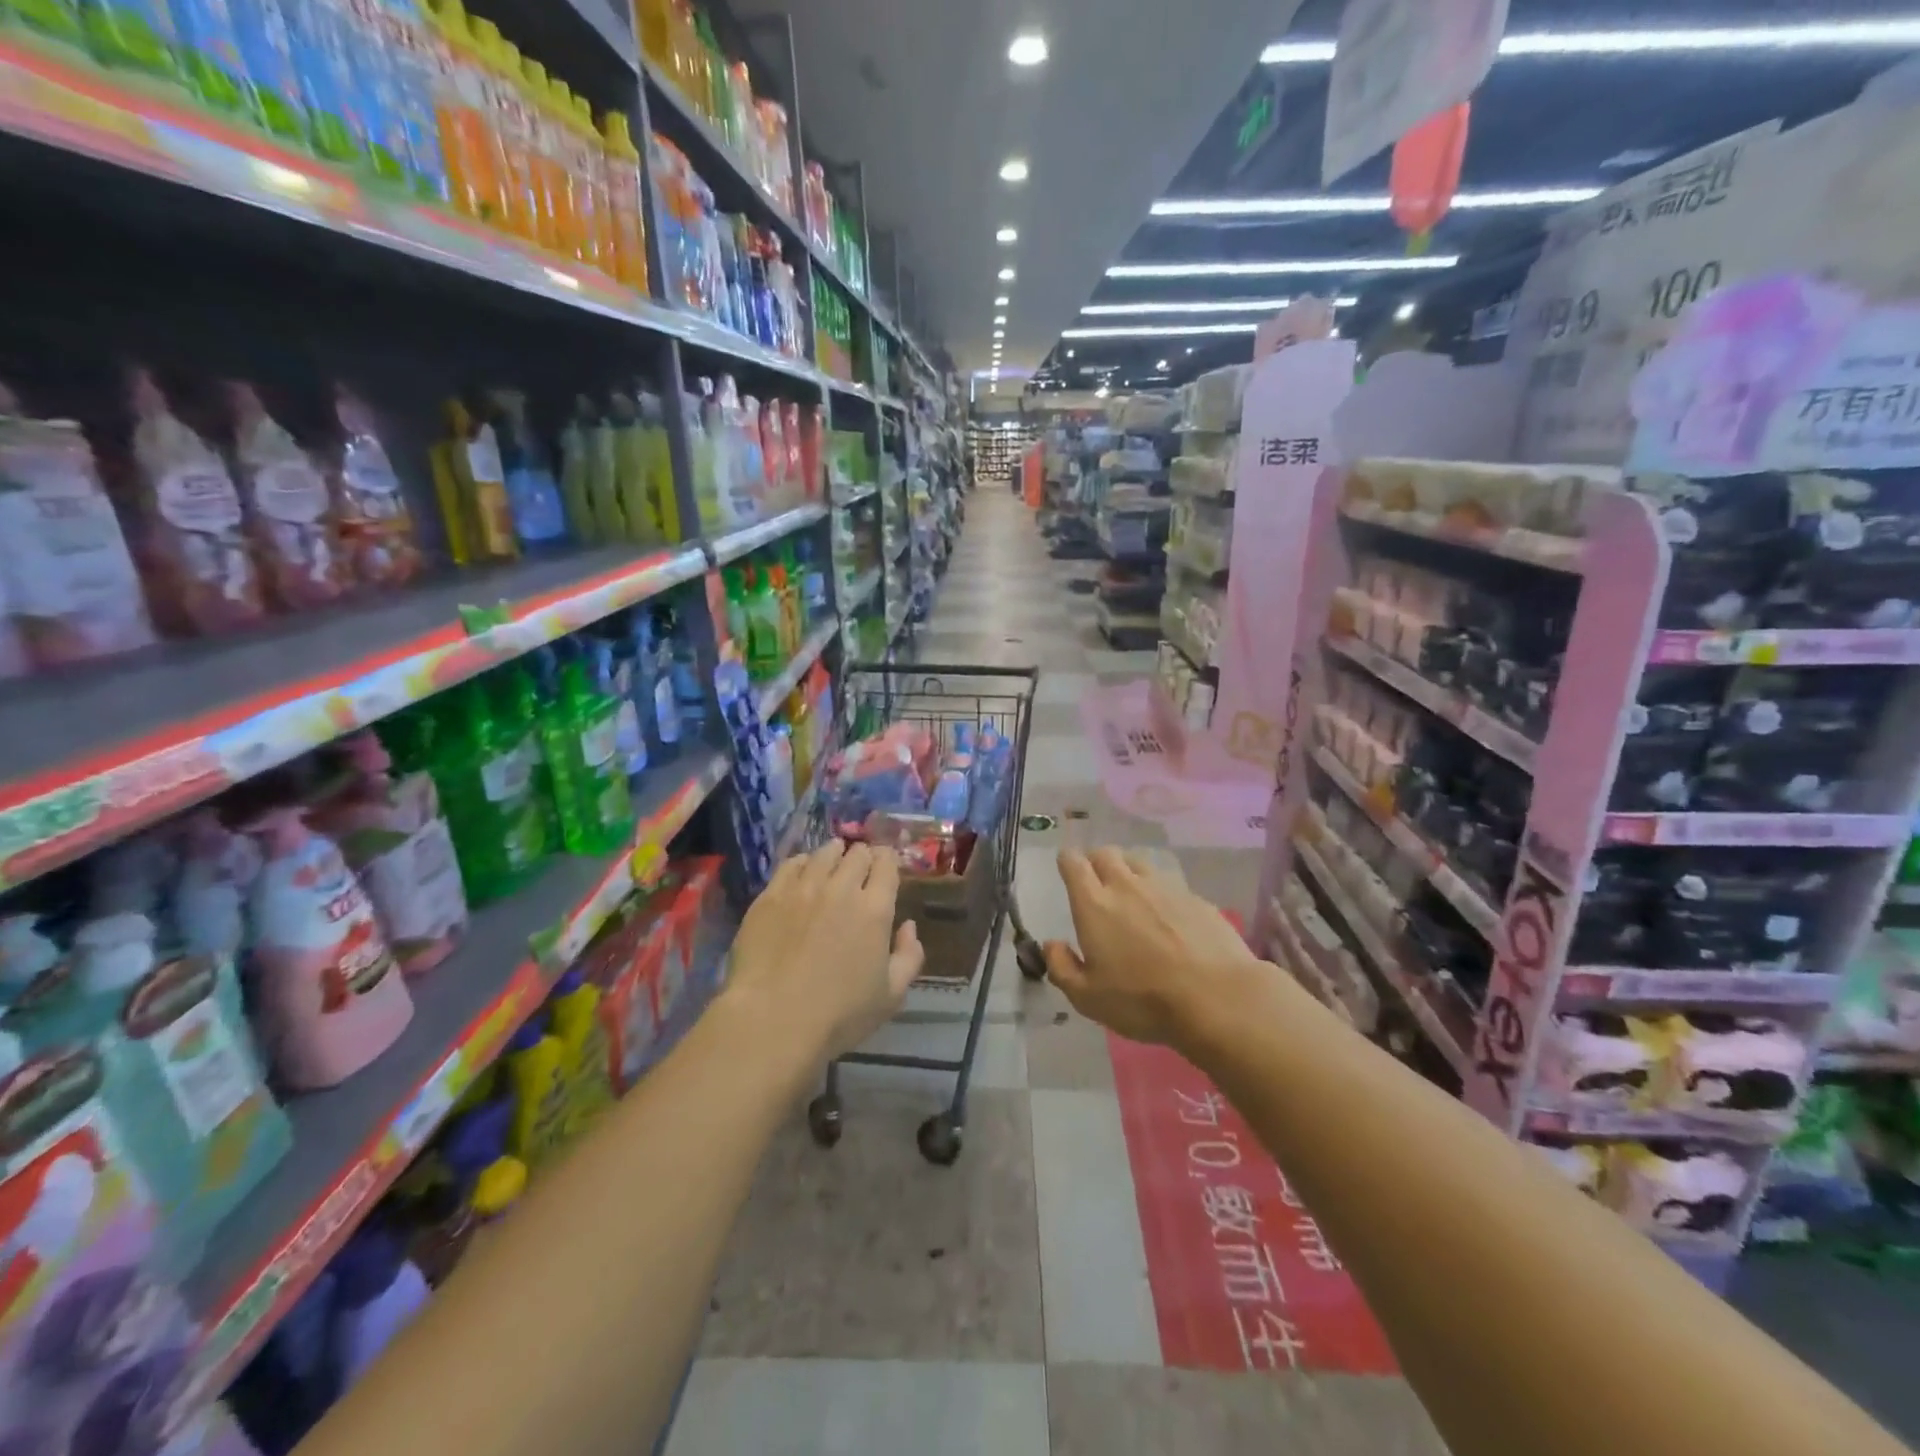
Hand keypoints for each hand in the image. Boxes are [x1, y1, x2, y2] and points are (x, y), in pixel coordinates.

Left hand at [725, 840, 924, 1063]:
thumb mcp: (891, 997)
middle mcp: (842, 888)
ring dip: (835, 854)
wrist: (772, 1021)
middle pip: (857, 854)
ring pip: (824, 853)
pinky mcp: (770, 896)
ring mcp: (803, 888)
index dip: (888, 860)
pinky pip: (792, 864)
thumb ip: (909, 957)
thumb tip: (908, 927)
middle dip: (864, 856)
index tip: (886, 867)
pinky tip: (803, 871)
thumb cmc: (838, 1015)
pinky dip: (804, 862)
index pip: (887, 864)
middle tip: (861, 868)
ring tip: (834, 860)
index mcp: (875, 910)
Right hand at [1045, 847, 1262, 1047]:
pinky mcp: (1195, 898)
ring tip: (1131, 896)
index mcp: (1094, 904)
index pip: (1073, 863)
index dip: (1067, 861)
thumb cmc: (1143, 1000)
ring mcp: (1165, 888)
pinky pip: (1169, 884)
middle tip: (1096, 884)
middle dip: (1096, 861)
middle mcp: (1127, 885)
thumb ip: (1062, 967)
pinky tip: (1168, 918)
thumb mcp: (1088, 998)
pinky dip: (1160, 893)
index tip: (1066, 869)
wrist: (1217, 998)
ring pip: (1138, 863)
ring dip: (1128, 872)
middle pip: (1106, 853)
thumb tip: (1052, 944)